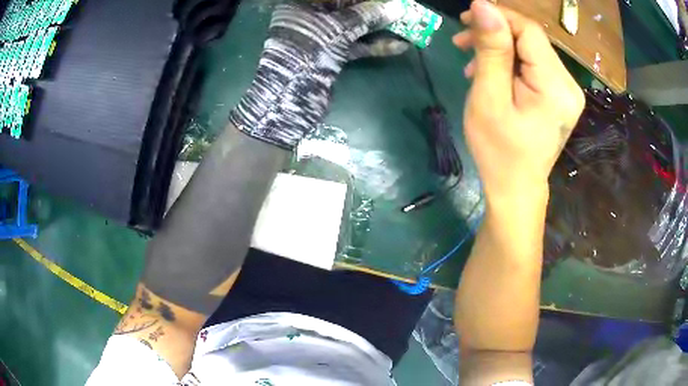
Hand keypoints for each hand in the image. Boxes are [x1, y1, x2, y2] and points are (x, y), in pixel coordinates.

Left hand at [230, 0, 403, 148]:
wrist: (291, 95)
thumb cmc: (307, 50)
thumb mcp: (338, 28)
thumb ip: (367, 15)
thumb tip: (397, 7)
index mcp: (300, 5)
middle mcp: (308, 19)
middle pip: (345, 8)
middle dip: (372, 9)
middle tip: (396, 7)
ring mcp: (319, 38)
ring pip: (352, 27)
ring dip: (378, 26)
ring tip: (404, 23)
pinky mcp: (329, 55)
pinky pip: (354, 45)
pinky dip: (374, 46)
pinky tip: (398, 46)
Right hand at [453, 0, 583, 196]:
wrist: (516, 189)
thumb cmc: (499, 151)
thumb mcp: (489, 98)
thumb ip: (491, 49)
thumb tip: (483, 5)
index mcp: (556, 86)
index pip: (529, 30)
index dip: (498, 17)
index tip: (466, 20)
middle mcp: (569, 85)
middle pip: (531, 39)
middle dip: (495, 34)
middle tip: (461, 41)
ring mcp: (567, 92)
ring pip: (531, 50)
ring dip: (500, 48)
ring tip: (471, 61)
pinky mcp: (559, 97)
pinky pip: (534, 66)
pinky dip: (510, 63)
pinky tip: (491, 73)